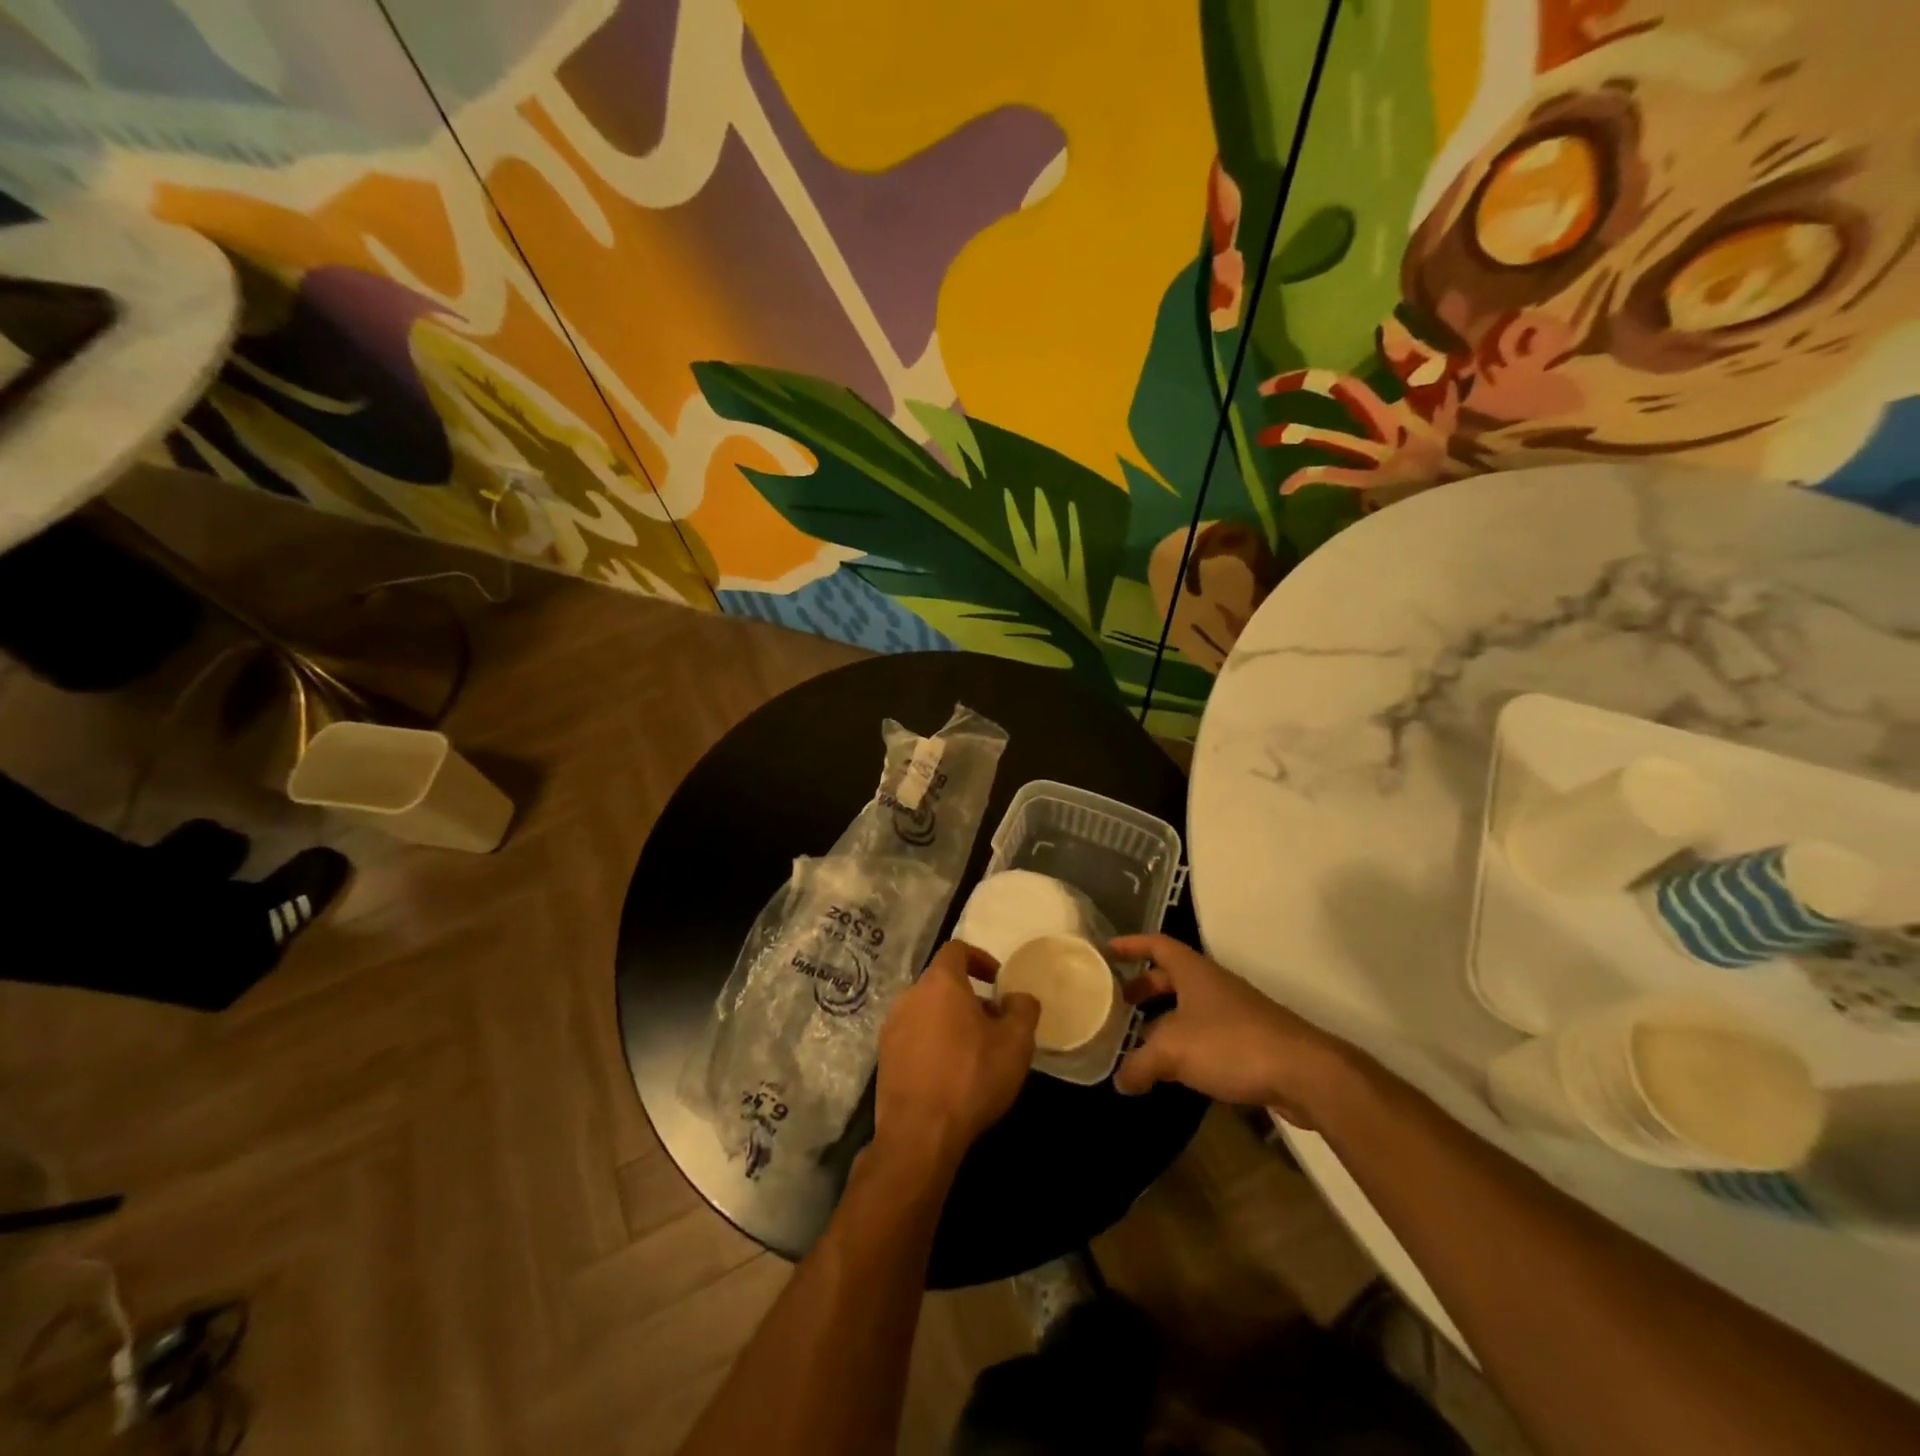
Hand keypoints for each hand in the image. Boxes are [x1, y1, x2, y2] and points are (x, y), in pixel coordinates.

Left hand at [874, 941, 1039, 1174]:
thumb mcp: (1015, 1043)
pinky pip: (914, 1037)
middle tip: (993, 1022)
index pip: (956, 950)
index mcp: (939, 983)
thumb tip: (1017, 998)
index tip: (997, 980)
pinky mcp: (885, 1057)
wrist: (919, 1133)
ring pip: (926, 1011)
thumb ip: (1023, 1009)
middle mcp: (910, 996)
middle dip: (969, 996)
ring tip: (974, 1050)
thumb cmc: (971, 1077)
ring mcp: (892, 1027)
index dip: (980, 958)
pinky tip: (949, 1073)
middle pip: (941, 983)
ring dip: (950, 1021)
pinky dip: (933, 1043)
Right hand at [1111, 935, 1351, 1125]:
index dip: (1131, 945)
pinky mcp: (1249, 1042)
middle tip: (1117, 1003)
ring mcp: (1234, 1012)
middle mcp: (1213, 985)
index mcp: (1193, 972)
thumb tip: (1120, 1080)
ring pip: (1189, 1008)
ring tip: (1138, 1041)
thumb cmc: (1231, 1044)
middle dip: (1143, 987)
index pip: (1157, 945)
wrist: (1304, 1073)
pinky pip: (1206, 1034)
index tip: (1107, 952)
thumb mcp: (1173, 1051)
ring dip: (1163, 1019)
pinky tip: (1174, 1070)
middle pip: (1171, 976)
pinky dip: (1185, 1044)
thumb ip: (1140, 1064)